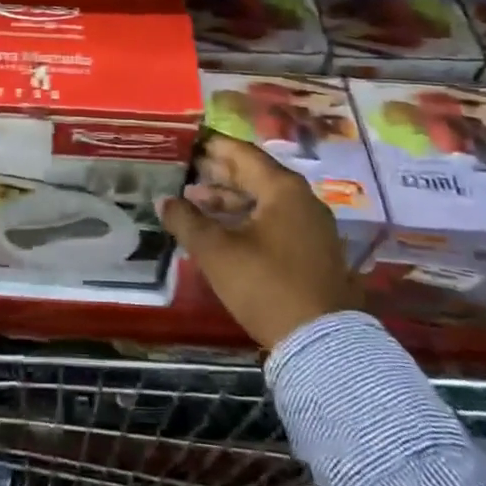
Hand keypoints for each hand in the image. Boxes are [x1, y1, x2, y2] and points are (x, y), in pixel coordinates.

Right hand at [159, 135, 361, 348]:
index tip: (188, 140)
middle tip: (185, 170)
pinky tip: (222, 231)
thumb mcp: (216, 252)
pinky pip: (274, 221)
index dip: (213, 146)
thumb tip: (163, 201)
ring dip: (229, 200)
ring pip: (264, 201)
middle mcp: (302, 200)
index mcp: (282, 189)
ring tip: (194, 203)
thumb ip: (186, 221)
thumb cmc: (266, 285)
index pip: (242, 153)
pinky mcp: (314, 252)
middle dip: (218, 174)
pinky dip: (247, 219)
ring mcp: (312, 227)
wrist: (322, 344)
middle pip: (254, 175)